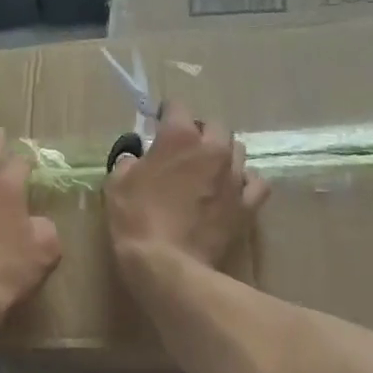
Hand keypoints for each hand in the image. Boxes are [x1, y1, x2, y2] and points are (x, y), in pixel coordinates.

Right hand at [106, 101, 268, 269]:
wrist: (167, 265)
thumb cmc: (136, 220)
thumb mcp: (117, 184)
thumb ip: (129, 161)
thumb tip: (136, 156)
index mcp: (180, 137)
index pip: (177, 107)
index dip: (166, 114)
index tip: (157, 124)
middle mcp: (213, 149)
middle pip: (214, 125)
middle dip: (199, 132)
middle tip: (184, 150)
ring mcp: (234, 177)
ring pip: (237, 150)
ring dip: (222, 154)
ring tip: (208, 170)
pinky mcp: (247, 205)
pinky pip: (255, 183)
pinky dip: (244, 182)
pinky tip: (232, 190)